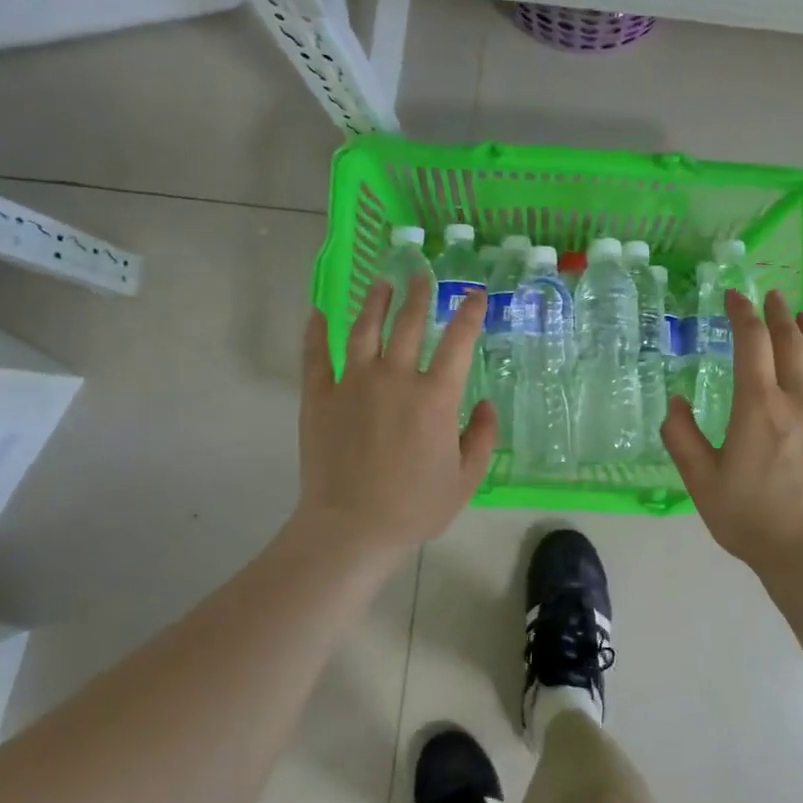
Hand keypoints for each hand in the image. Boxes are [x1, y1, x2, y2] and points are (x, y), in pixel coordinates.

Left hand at [293, 278, 497, 556]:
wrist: (351, 528)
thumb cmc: (415, 507)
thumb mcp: (466, 478)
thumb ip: (482, 437)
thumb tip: (486, 404)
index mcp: (435, 397)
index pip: (458, 342)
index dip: (469, 314)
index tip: (475, 294)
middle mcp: (395, 378)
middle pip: (409, 323)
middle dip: (419, 294)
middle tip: (421, 274)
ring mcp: (352, 383)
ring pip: (364, 329)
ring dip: (375, 301)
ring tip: (381, 283)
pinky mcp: (319, 396)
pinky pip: (316, 355)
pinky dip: (316, 331)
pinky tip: (319, 312)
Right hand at [662, 288, 802, 580]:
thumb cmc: (750, 519)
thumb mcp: (700, 481)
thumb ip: (681, 437)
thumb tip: (676, 401)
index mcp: (759, 406)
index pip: (751, 343)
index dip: (742, 313)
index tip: (734, 296)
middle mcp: (800, 400)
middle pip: (792, 344)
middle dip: (778, 315)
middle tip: (771, 299)